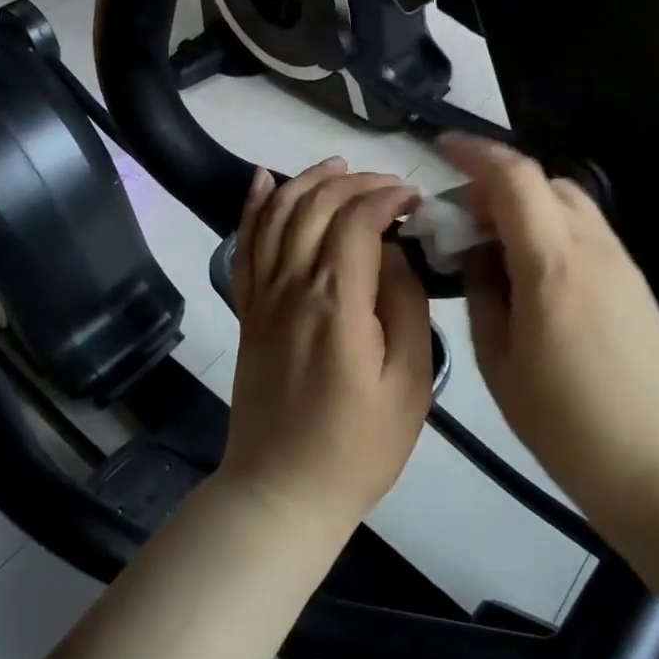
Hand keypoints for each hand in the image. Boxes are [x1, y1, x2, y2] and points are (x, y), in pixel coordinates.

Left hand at [220, 159, 434, 536]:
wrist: (282, 492)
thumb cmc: (358, 446)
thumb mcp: (409, 384)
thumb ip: (405, 307)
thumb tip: (394, 254)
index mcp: (336, 301)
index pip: (356, 219)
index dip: (386, 196)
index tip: (415, 199)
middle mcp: (292, 285)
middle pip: (316, 205)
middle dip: (355, 181)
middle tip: (389, 186)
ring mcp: (262, 295)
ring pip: (277, 214)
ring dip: (308, 180)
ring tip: (339, 166)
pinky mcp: (246, 310)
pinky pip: (244, 245)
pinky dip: (253, 206)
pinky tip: (264, 180)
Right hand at [437, 136, 658, 531]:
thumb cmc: (568, 426)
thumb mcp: (500, 363)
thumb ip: (482, 294)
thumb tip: (476, 256)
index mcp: (552, 263)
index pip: (513, 177)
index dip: (474, 152)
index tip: (440, 148)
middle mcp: (591, 246)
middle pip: (541, 180)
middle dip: (494, 183)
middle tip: (460, 218)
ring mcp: (620, 261)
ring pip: (566, 200)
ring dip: (524, 203)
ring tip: (493, 242)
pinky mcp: (635, 280)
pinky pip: (584, 228)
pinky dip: (549, 225)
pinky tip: (531, 268)